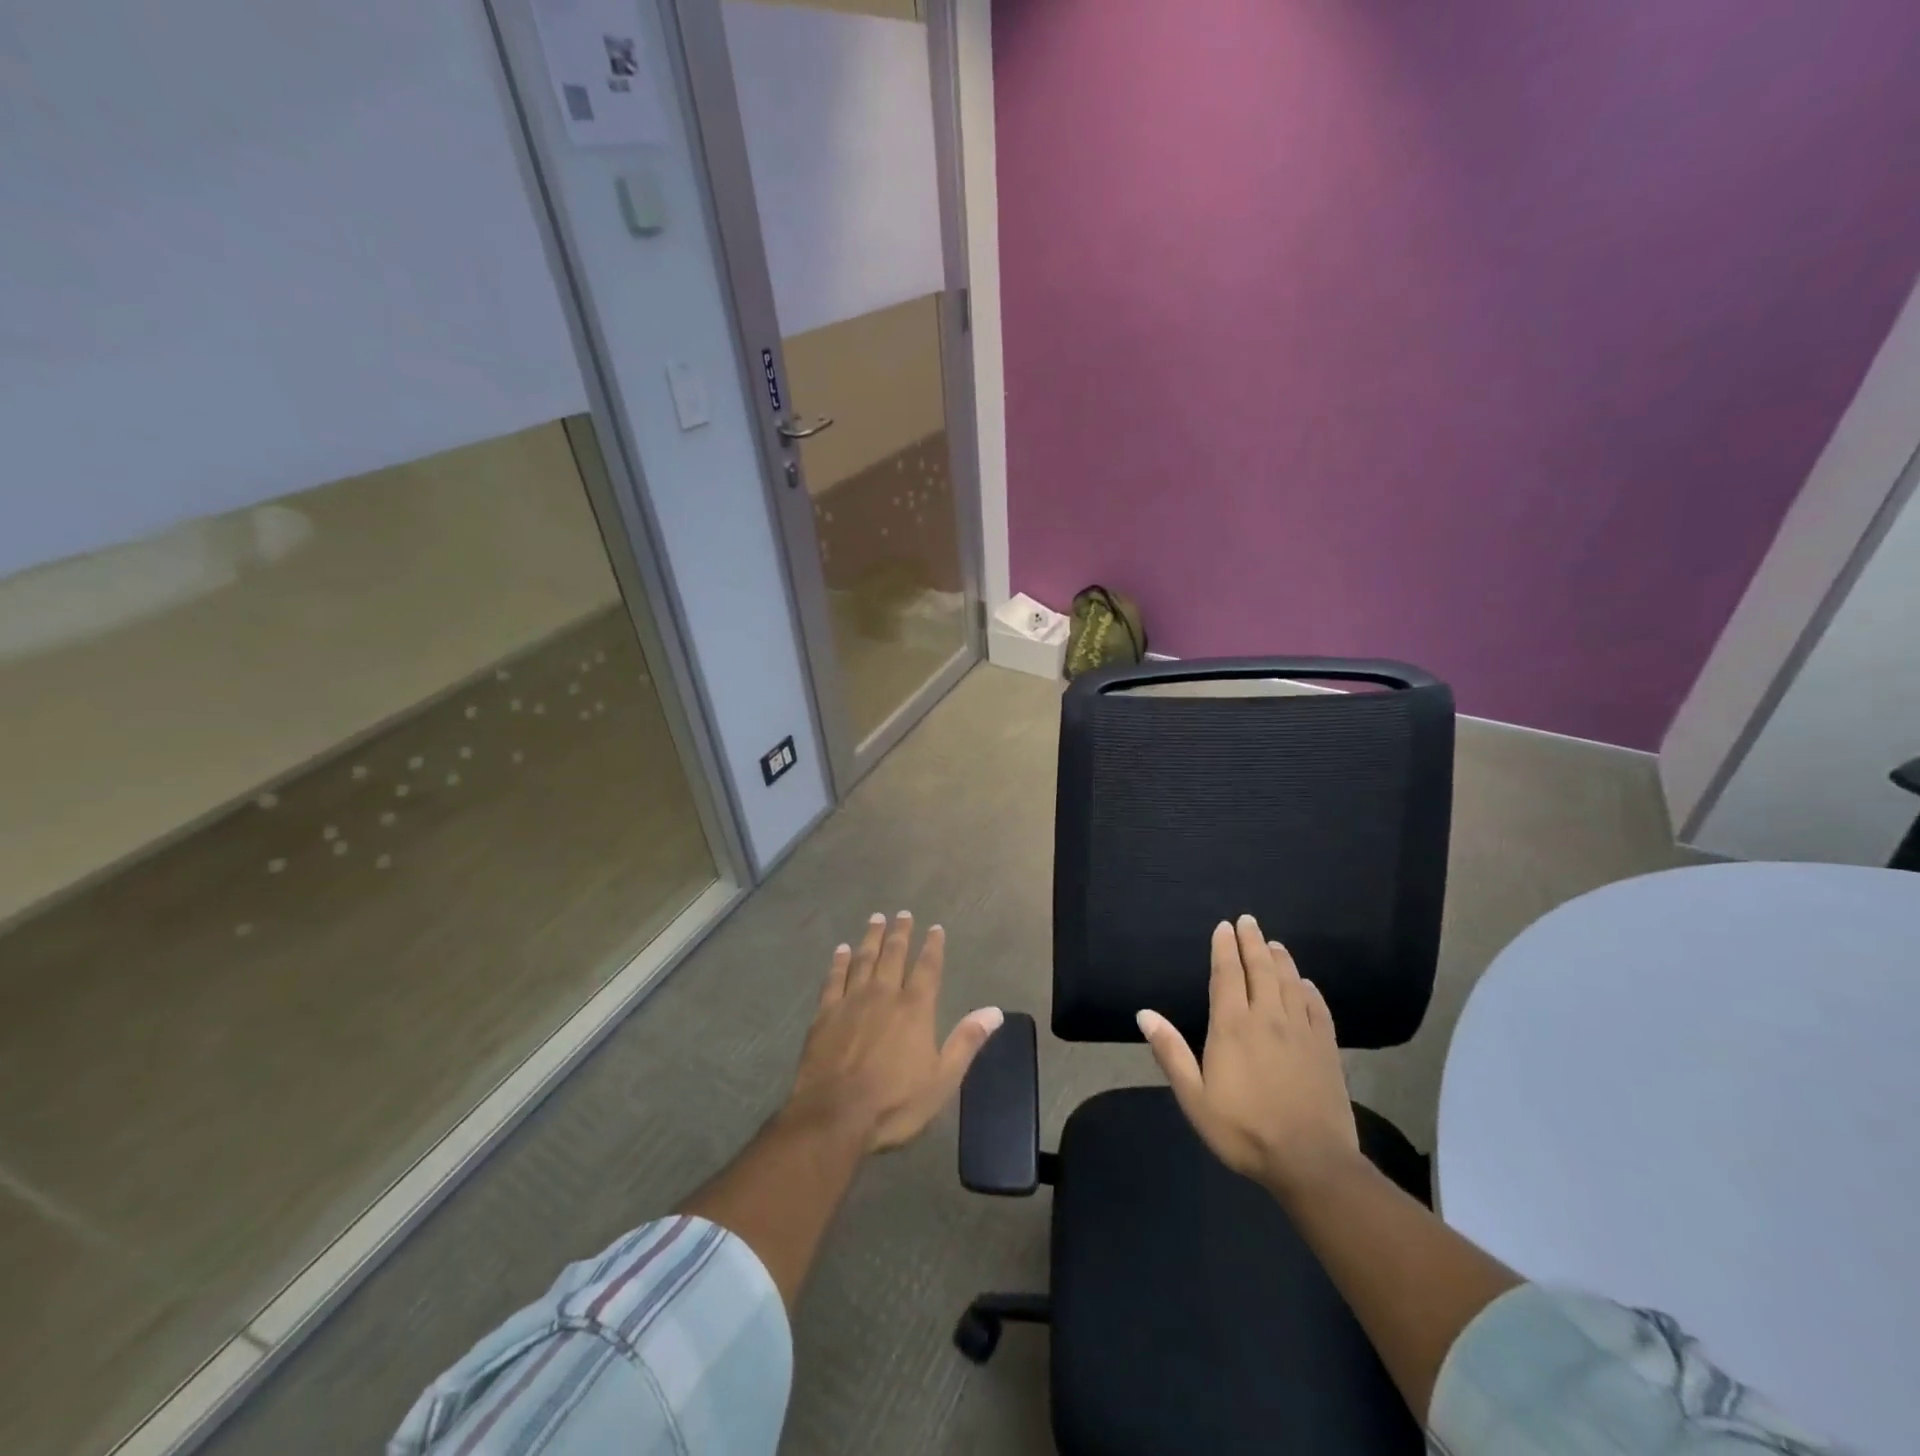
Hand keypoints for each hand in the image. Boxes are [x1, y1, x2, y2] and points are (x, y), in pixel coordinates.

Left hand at [789, 911, 1002, 1152]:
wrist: (834, 1116)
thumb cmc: (894, 1102)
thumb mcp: (942, 1079)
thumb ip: (966, 1041)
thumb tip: (995, 1011)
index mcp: (915, 1008)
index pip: (928, 968)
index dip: (933, 946)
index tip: (935, 928)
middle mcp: (884, 995)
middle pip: (894, 955)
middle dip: (901, 933)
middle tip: (903, 914)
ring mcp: (851, 1001)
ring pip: (863, 959)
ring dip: (871, 938)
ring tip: (876, 919)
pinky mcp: (824, 1014)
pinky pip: (834, 978)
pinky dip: (839, 962)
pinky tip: (841, 950)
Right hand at [1137, 914, 1359, 1195]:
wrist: (1311, 1162)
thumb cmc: (1244, 1130)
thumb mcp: (1194, 1098)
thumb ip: (1170, 1052)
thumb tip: (1144, 1014)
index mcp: (1232, 1027)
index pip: (1227, 975)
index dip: (1224, 948)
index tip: (1224, 926)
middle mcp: (1267, 1018)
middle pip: (1260, 969)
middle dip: (1252, 942)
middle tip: (1248, 921)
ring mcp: (1301, 1031)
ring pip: (1289, 982)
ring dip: (1280, 959)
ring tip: (1274, 943)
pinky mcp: (1326, 1048)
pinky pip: (1317, 1008)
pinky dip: (1309, 990)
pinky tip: (1305, 983)